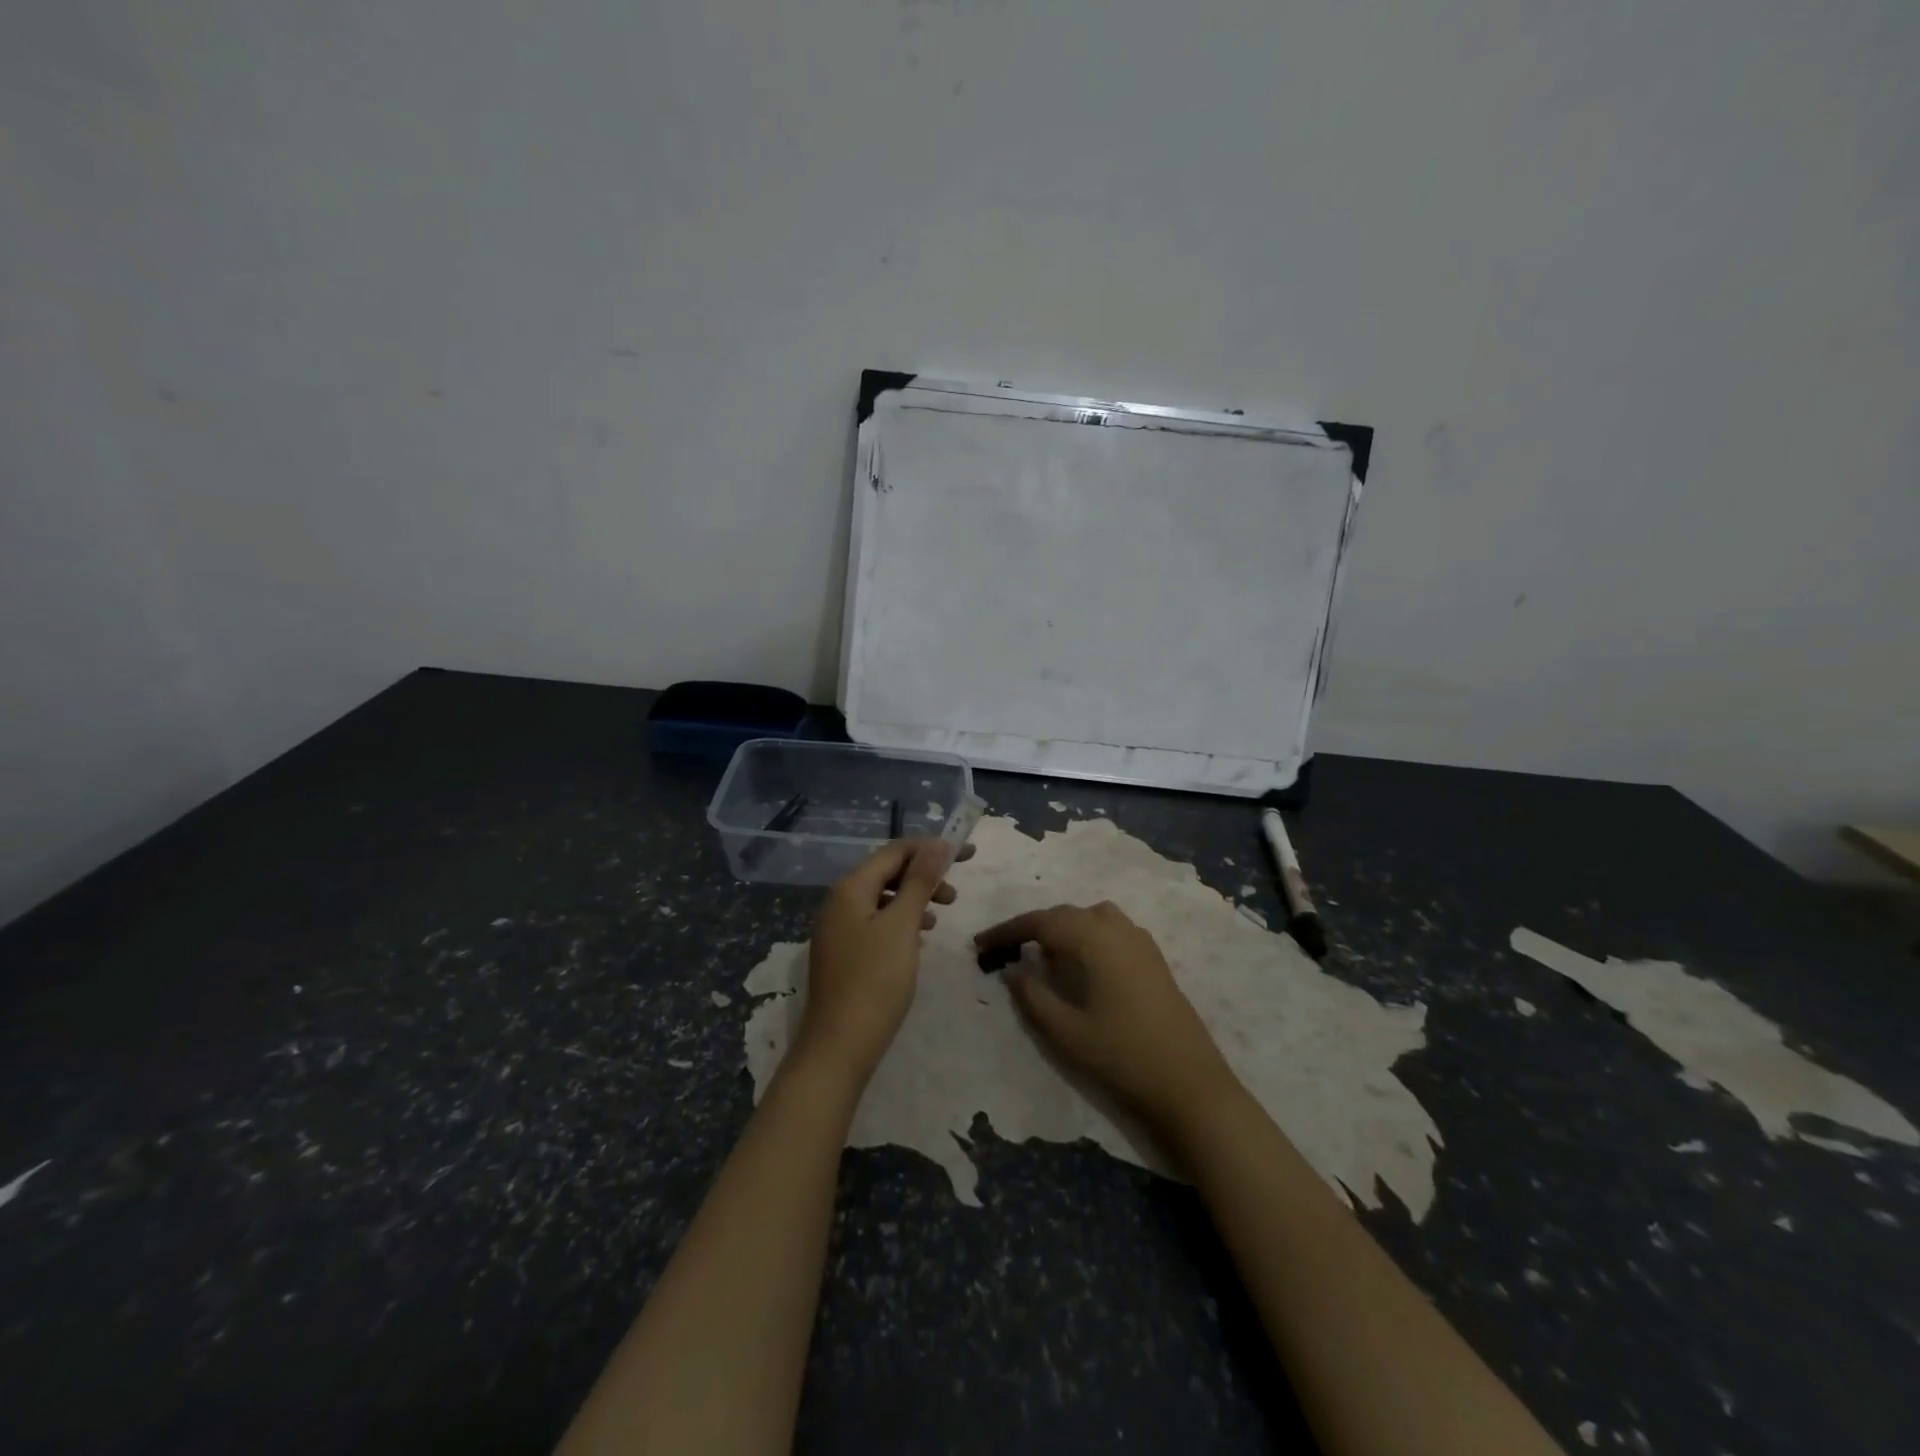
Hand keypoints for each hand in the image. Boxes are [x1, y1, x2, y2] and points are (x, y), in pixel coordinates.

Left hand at [797, 838, 965, 1088]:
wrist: (839, 1047)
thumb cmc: (875, 981)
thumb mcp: (902, 926)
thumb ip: (920, 882)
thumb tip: (937, 844)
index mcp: (850, 888)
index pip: (894, 851)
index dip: (931, 849)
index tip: (967, 855)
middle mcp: (839, 901)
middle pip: (887, 872)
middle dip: (924, 875)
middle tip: (956, 893)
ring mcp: (838, 928)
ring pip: (883, 899)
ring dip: (914, 899)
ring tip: (941, 915)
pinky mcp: (844, 953)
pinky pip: (876, 922)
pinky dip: (901, 921)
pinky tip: (918, 939)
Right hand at [975, 901, 1237, 1131]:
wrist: (1191, 1086)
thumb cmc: (1123, 1058)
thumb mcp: (1066, 1032)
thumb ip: (1033, 996)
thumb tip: (1013, 969)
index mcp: (1095, 939)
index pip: (1042, 922)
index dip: (1008, 931)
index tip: (981, 944)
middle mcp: (1119, 930)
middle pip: (1067, 915)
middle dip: (1034, 928)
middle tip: (1006, 951)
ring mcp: (1141, 943)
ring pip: (1092, 918)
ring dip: (1064, 929)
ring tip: (1045, 956)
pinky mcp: (1154, 960)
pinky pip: (1112, 931)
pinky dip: (1089, 936)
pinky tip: (1083, 966)